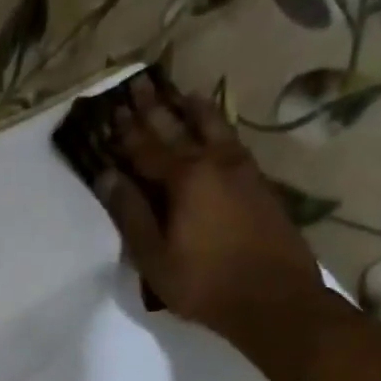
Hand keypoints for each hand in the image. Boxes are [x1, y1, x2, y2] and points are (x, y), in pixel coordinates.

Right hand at [93, 70, 336, 343]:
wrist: (273, 298)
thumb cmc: (203, 283)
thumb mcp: (154, 256)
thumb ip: (131, 214)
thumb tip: (107, 176)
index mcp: (183, 179)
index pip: (147, 148)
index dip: (126, 130)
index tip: (111, 109)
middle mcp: (214, 163)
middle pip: (179, 128)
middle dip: (156, 107)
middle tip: (140, 82)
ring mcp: (242, 171)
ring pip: (214, 128)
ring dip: (193, 109)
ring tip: (182, 93)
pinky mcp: (260, 185)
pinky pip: (233, 143)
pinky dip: (218, 129)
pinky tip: (217, 131)